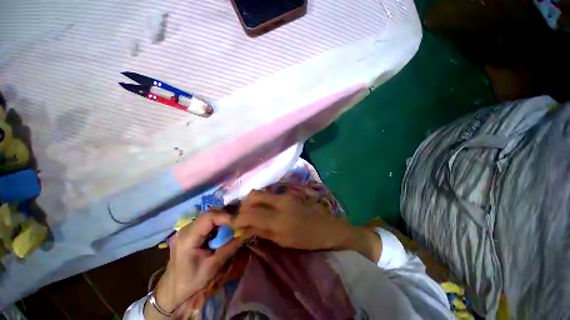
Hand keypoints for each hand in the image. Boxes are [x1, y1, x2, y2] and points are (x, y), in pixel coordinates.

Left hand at [145, 211, 242, 318]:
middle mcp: (186, 228)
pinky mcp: (190, 231)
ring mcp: (187, 228)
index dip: (226, 217)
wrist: (172, 290)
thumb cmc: (190, 281)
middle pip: (210, 214)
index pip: (209, 216)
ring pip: (209, 216)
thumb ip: (230, 248)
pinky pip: (207, 222)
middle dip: (225, 218)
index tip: (238, 224)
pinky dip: (217, 225)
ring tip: (231, 230)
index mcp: (188, 237)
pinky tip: (221, 234)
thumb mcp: (212, 267)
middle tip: (237, 227)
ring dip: (222, 221)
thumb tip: (246, 233)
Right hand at [233, 190, 381, 260]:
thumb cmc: (306, 239)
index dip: (238, 218)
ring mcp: (286, 195)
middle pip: (253, 195)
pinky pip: (270, 193)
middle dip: (244, 205)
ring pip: (261, 192)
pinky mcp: (290, 192)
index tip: (235, 224)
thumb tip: (243, 228)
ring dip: (253, 201)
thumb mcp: (282, 241)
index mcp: (278, 220)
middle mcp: (280, 202)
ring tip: (254, 212)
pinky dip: (263, 200)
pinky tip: (266, 208)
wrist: (328, 228)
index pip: (249, 214)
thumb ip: (261, 231)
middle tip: (244, 216)